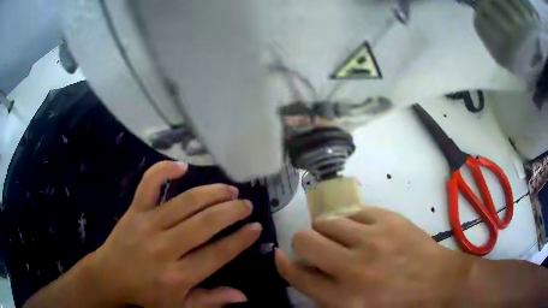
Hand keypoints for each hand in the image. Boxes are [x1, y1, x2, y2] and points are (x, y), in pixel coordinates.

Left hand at [89, 161, 261, 306]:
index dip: (240, 240)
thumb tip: (243, 296)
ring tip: (229, 190)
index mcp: (178, 276)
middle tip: (246, 205)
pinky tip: (182, 166)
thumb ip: (211, 301)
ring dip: (211, 193)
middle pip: (204, 224)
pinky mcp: (134, 210)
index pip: (217, 254)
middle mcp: (165, 248)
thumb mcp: (180, 307)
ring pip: (185, 203)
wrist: (110, 276)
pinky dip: (164, 170)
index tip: (255, 228)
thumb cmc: (147, 295)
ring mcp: (148, 224)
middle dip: (231, 212)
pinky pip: (149, 184)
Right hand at [276, 207, 471, 306]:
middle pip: (305, 241)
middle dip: (303, 243)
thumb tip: (308, 273)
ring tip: (340, 237)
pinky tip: (362, 229)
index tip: (280, 255)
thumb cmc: (399, 305)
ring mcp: (373, 239)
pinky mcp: (389, 219)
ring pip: (327, 221)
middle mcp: (354, 268)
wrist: (439, 283)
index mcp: (345, 298)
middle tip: (315, 248)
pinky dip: (351, 221)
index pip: (299, 276)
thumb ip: (328, 298)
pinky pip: (354, 212)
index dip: (284, 264)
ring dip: (326, 229)